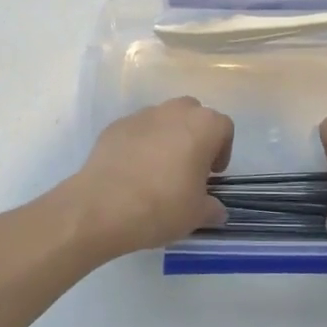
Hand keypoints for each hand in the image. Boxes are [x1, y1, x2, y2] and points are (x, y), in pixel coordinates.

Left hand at [65, 98, 233, 256]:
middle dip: (195, 135)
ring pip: (163, 119)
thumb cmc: (161, 206)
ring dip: (167, 137)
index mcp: (202, 126)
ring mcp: (141, 116)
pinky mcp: (115, 126)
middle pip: (193, 114)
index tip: (213, 173)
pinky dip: (140, 143)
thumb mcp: (196, 215)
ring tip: (158, 169)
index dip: (223, 150)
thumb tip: (216, 210)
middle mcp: (173, 112)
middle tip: (189, 166)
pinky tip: (133, 171)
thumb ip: (212, 208)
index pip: (223, 127)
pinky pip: (137, 130)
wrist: (102, 207)